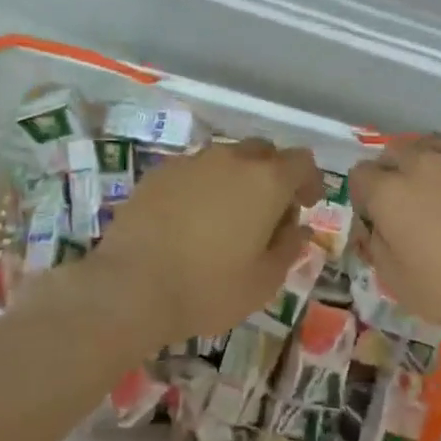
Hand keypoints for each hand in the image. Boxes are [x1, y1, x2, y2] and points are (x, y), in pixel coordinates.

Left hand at [88, 137, 324, 349]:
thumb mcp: (264, 281)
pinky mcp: (158, 173)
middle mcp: (231, 159)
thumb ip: (288, 248)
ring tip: (227, 218)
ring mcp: (191, 162)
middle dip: (273, 176)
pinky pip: (193, 171)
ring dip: (236, 180)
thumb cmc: (209, 288)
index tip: (306, 205)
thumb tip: (297, 228)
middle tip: (269, 213)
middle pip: (264, 152)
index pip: (301, 161)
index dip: (309, 181)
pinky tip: (191, 220)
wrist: (130, 288)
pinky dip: (202, 187)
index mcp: (266, 181)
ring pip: (226, 159)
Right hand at [349, 136, 440, 343]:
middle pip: (392, 153)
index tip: (376, 219)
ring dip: (422, 162)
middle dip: (391, 175)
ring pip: (427, 145)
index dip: (363, 198)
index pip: (360, 175)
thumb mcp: (399, 283)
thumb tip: (376, 226)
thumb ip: (376, 247)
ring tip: (436, 191)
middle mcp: (421, 163)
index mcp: (391, 193)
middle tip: (406, 207)